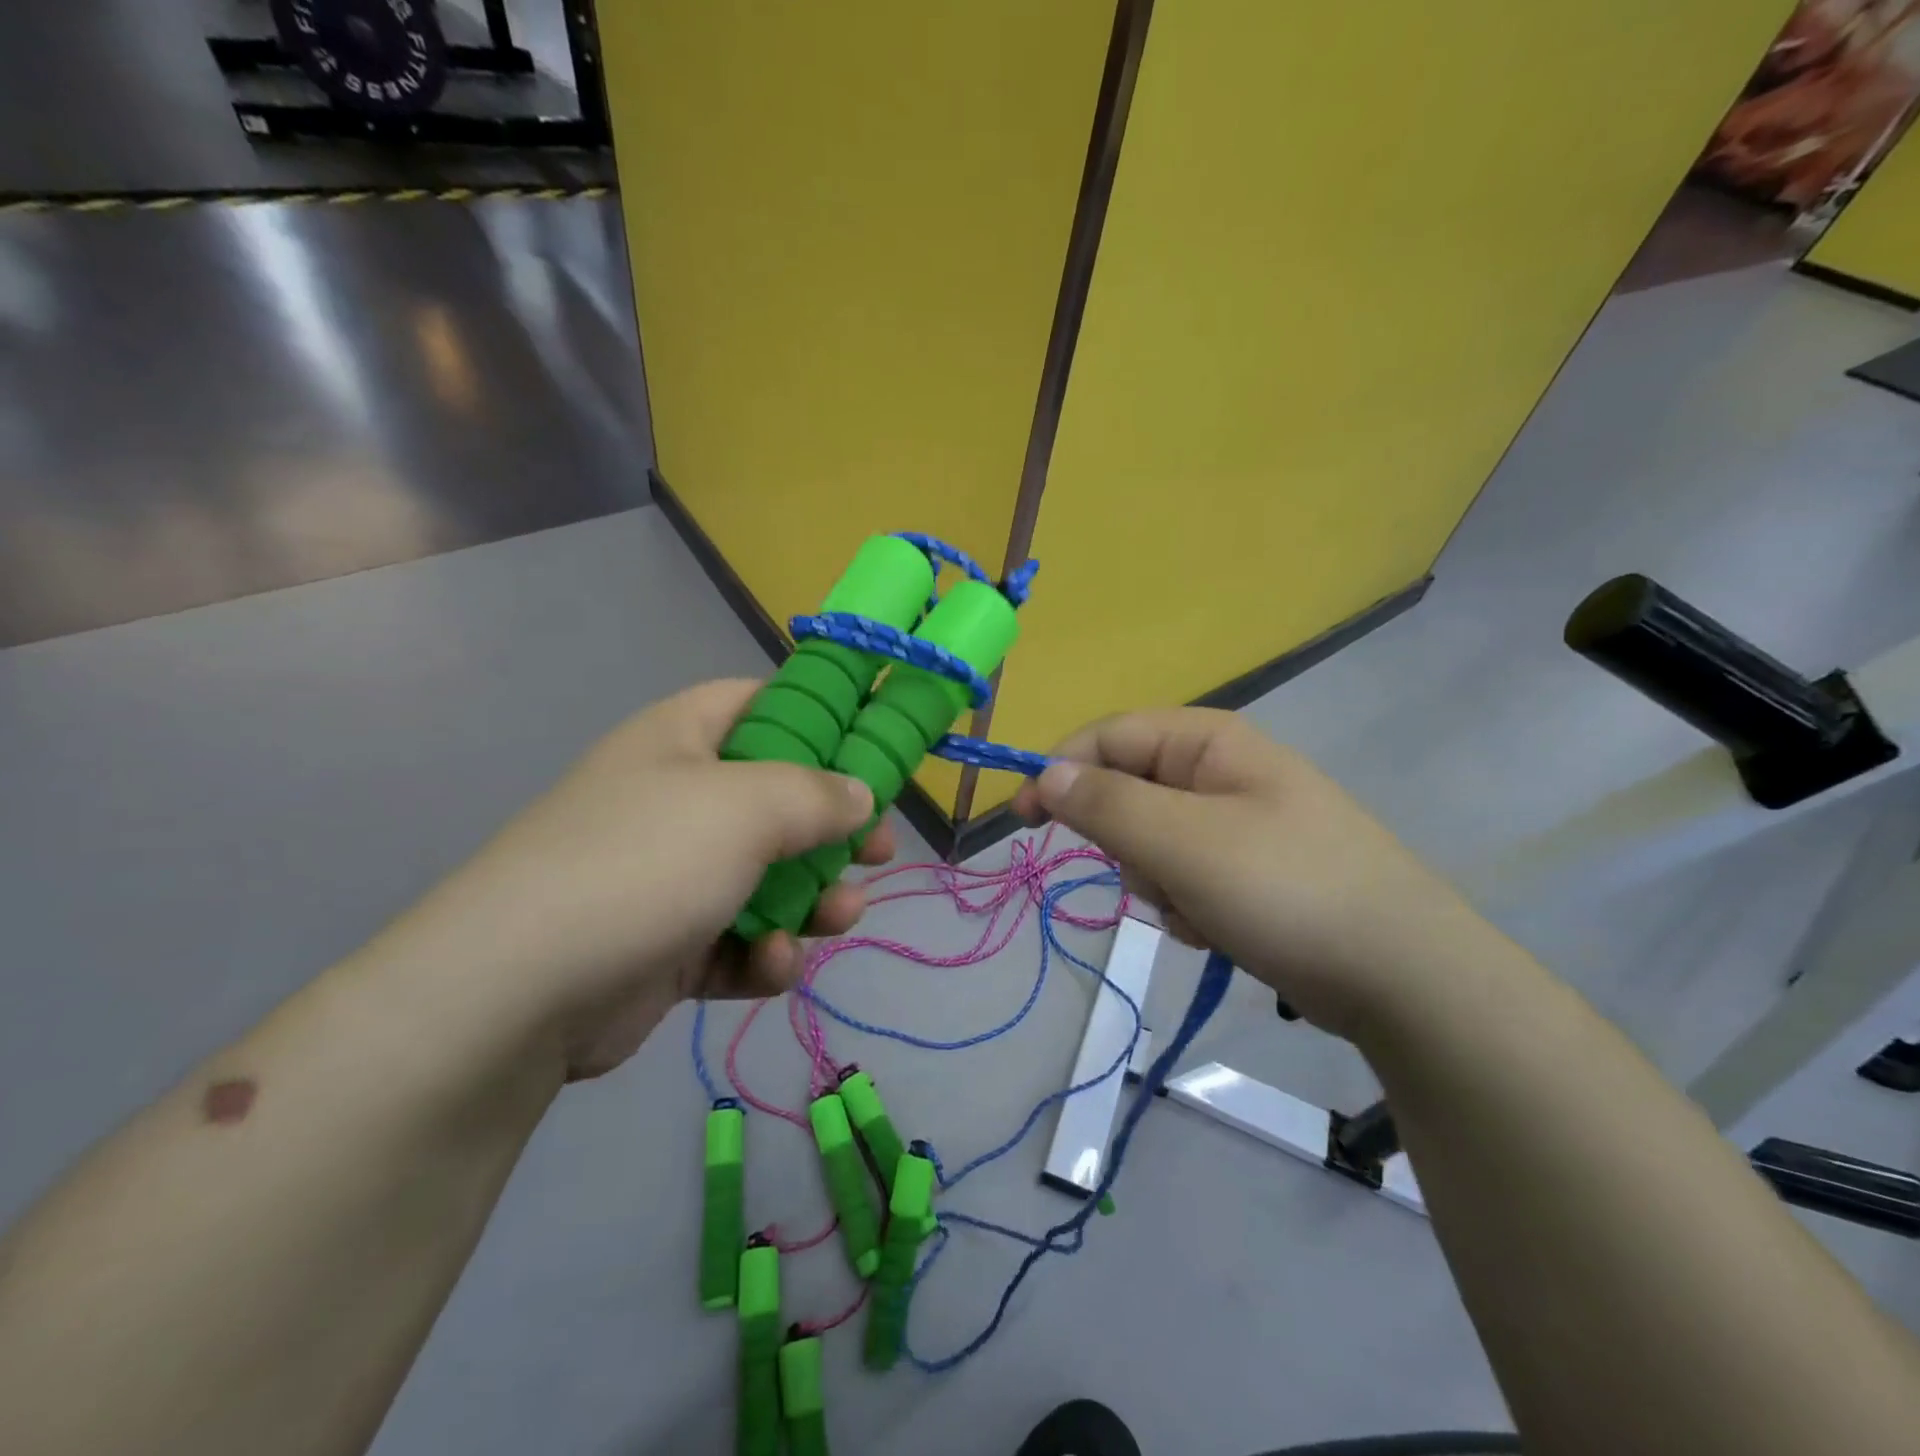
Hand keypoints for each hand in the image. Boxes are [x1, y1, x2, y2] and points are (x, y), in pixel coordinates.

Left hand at [383, 680, 895, 1078]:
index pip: (760, 704)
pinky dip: (763, 953)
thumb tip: (861, 794)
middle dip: (833, 829)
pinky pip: (737, 938)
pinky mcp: (668, 944)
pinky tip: (773, 964)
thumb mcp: (746, 807)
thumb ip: (817, 794)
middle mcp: (676, 800)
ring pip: (767, 876)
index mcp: (682, 740)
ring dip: (811, 900)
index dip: (819, 718)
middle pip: (777, 799)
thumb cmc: (644, 862)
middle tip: (878, 852)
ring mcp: (669, 875)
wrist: (519, 993)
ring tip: (839, 918)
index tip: (871, 750)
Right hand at [1013, 709, 1497, 1039]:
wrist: (1403, 976)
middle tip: (1155, 877)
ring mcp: (1236, 824)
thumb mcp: (1183, 842)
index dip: (1060, 771)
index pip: (1108, 736)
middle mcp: (1220, 772)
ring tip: (1201, 911)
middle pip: (1127, 793)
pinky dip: (1187, 905)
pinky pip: (1183, 877)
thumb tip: (1046, 774)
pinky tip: (1220, 929)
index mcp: (1208, 742)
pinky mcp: (1248, 871)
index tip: (1025, 820)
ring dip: (1158, 882)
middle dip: (1127, 844)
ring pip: (1150, 843)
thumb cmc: (1286, 889)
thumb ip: (1106, 804)